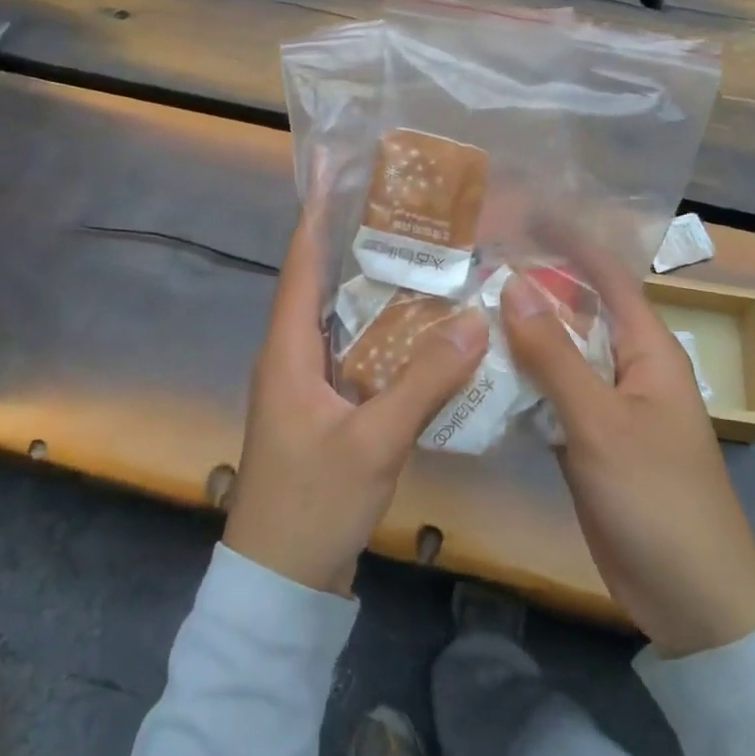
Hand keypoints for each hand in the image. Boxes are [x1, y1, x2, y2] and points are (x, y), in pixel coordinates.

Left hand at [224, 200, 488, 596]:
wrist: (280, 583)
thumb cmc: (312, 503)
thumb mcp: (374, 441)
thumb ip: (424, 382)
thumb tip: (474, 320)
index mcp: (288, 349)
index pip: (301, 263)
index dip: (318, 215)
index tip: (342, 173)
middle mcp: (294, 355)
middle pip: (326, 284)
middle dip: (362, 246)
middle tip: (413, 213)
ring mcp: (309, 384)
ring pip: (346, 321)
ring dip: (379, 292)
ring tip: (428, 258)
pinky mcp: (326, 409)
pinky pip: (358, 355)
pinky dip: (387, 336)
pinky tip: (426, 332)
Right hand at [502, 253, 754, 657]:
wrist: (692, 599)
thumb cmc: (657, 498)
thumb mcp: (600, 422)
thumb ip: (555, 354)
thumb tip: (513, 283)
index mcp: (647, 349)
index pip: (607, 275)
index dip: (568, 240)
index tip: (523, 214)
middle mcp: (628, 366)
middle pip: (577, 311)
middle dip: (533, 285)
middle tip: (475, 262)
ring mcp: (607, 405)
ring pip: (559, 354)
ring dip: (520, 334)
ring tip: (464, 307)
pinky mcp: (588, 439)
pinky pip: (551, 395)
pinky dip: (520, 381)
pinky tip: (478, 372)